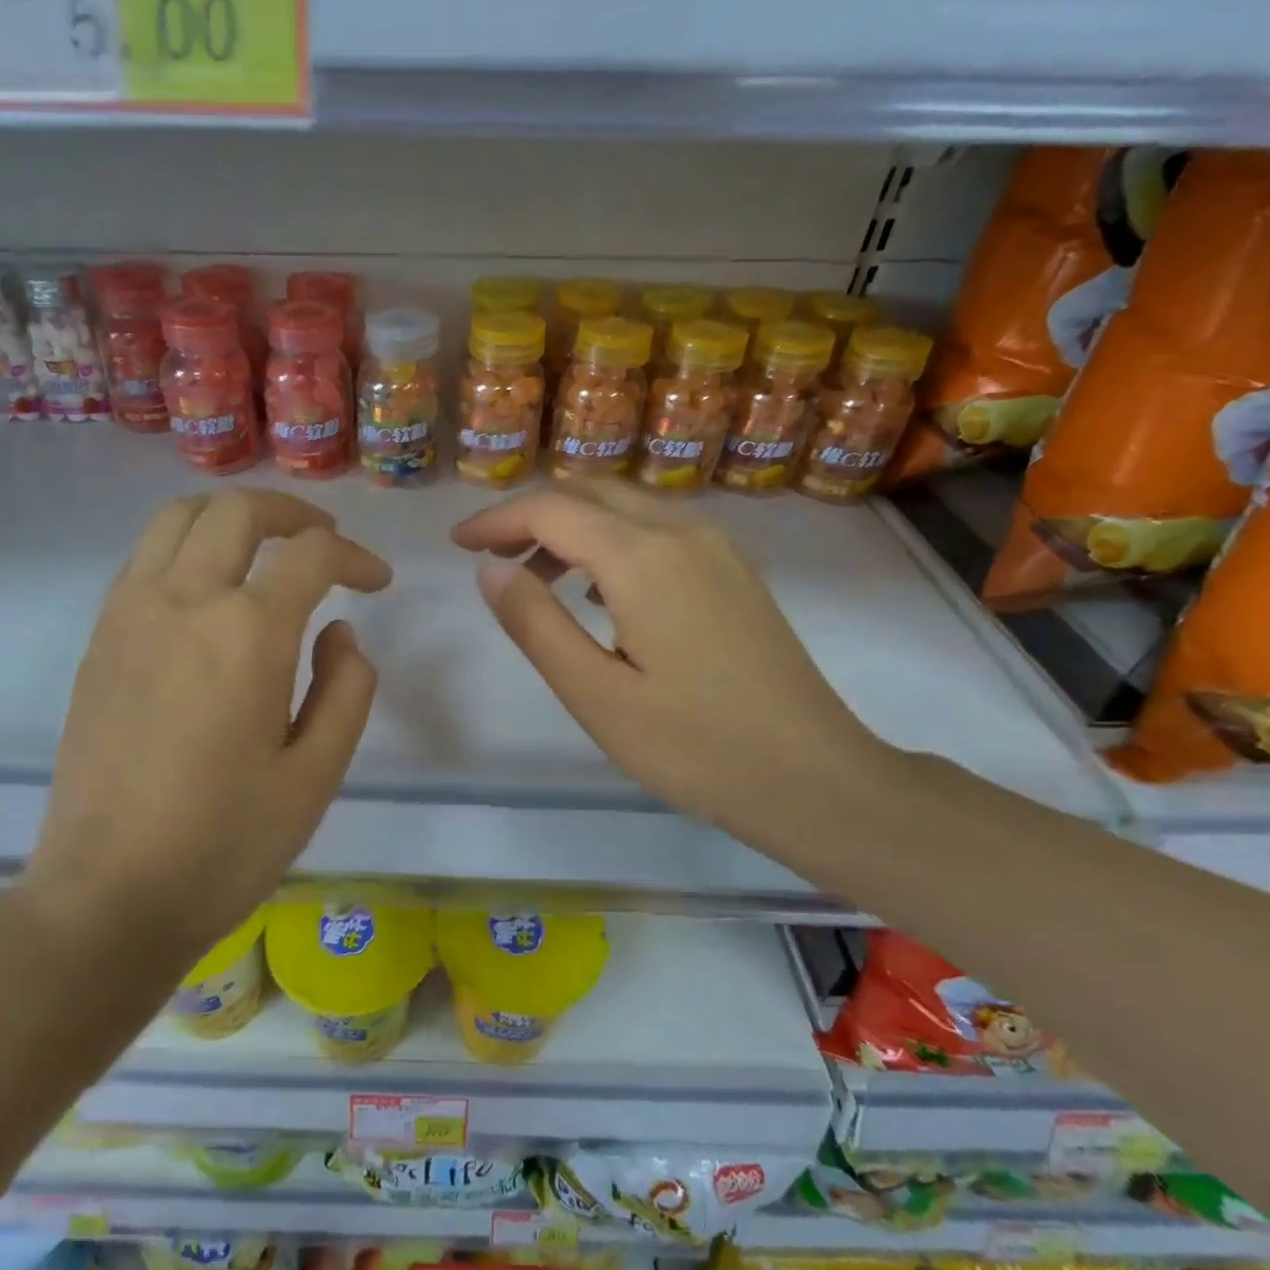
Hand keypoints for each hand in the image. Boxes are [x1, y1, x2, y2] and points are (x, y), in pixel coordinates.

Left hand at [24, 489, 391, 948]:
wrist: (107, 895)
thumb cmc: (224, 846)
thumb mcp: (315, 777)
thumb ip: (346, 690)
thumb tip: (339, 633)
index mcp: (246, 634)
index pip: (312, 555)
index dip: (356, 557)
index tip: (378, 582)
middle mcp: (183, 601)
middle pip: (239, 511)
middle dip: (294, 513)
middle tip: (325, 542)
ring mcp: (129, 614)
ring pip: (178, 517)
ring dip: (232, 517)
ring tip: (266, 546)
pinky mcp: (99, 638)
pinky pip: (145, 557)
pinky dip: (187, 546)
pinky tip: (209, 589)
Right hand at [451, 480, 897, 857]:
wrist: (813, 777)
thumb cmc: (694, 746)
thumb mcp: (595, 694)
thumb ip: (535, 624)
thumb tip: (489, 569)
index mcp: (643, 558)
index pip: (551, 509)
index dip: (496, 520)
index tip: (456, 544)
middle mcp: (682, 533)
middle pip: (590, 491)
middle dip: (531, 513)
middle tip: (488, 554)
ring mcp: (716, 549)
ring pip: (625, 507)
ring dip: (570, 527)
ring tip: (532, 577)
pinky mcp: (733, 572)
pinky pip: (656, 532)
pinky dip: (609, 542)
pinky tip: (595, 591)